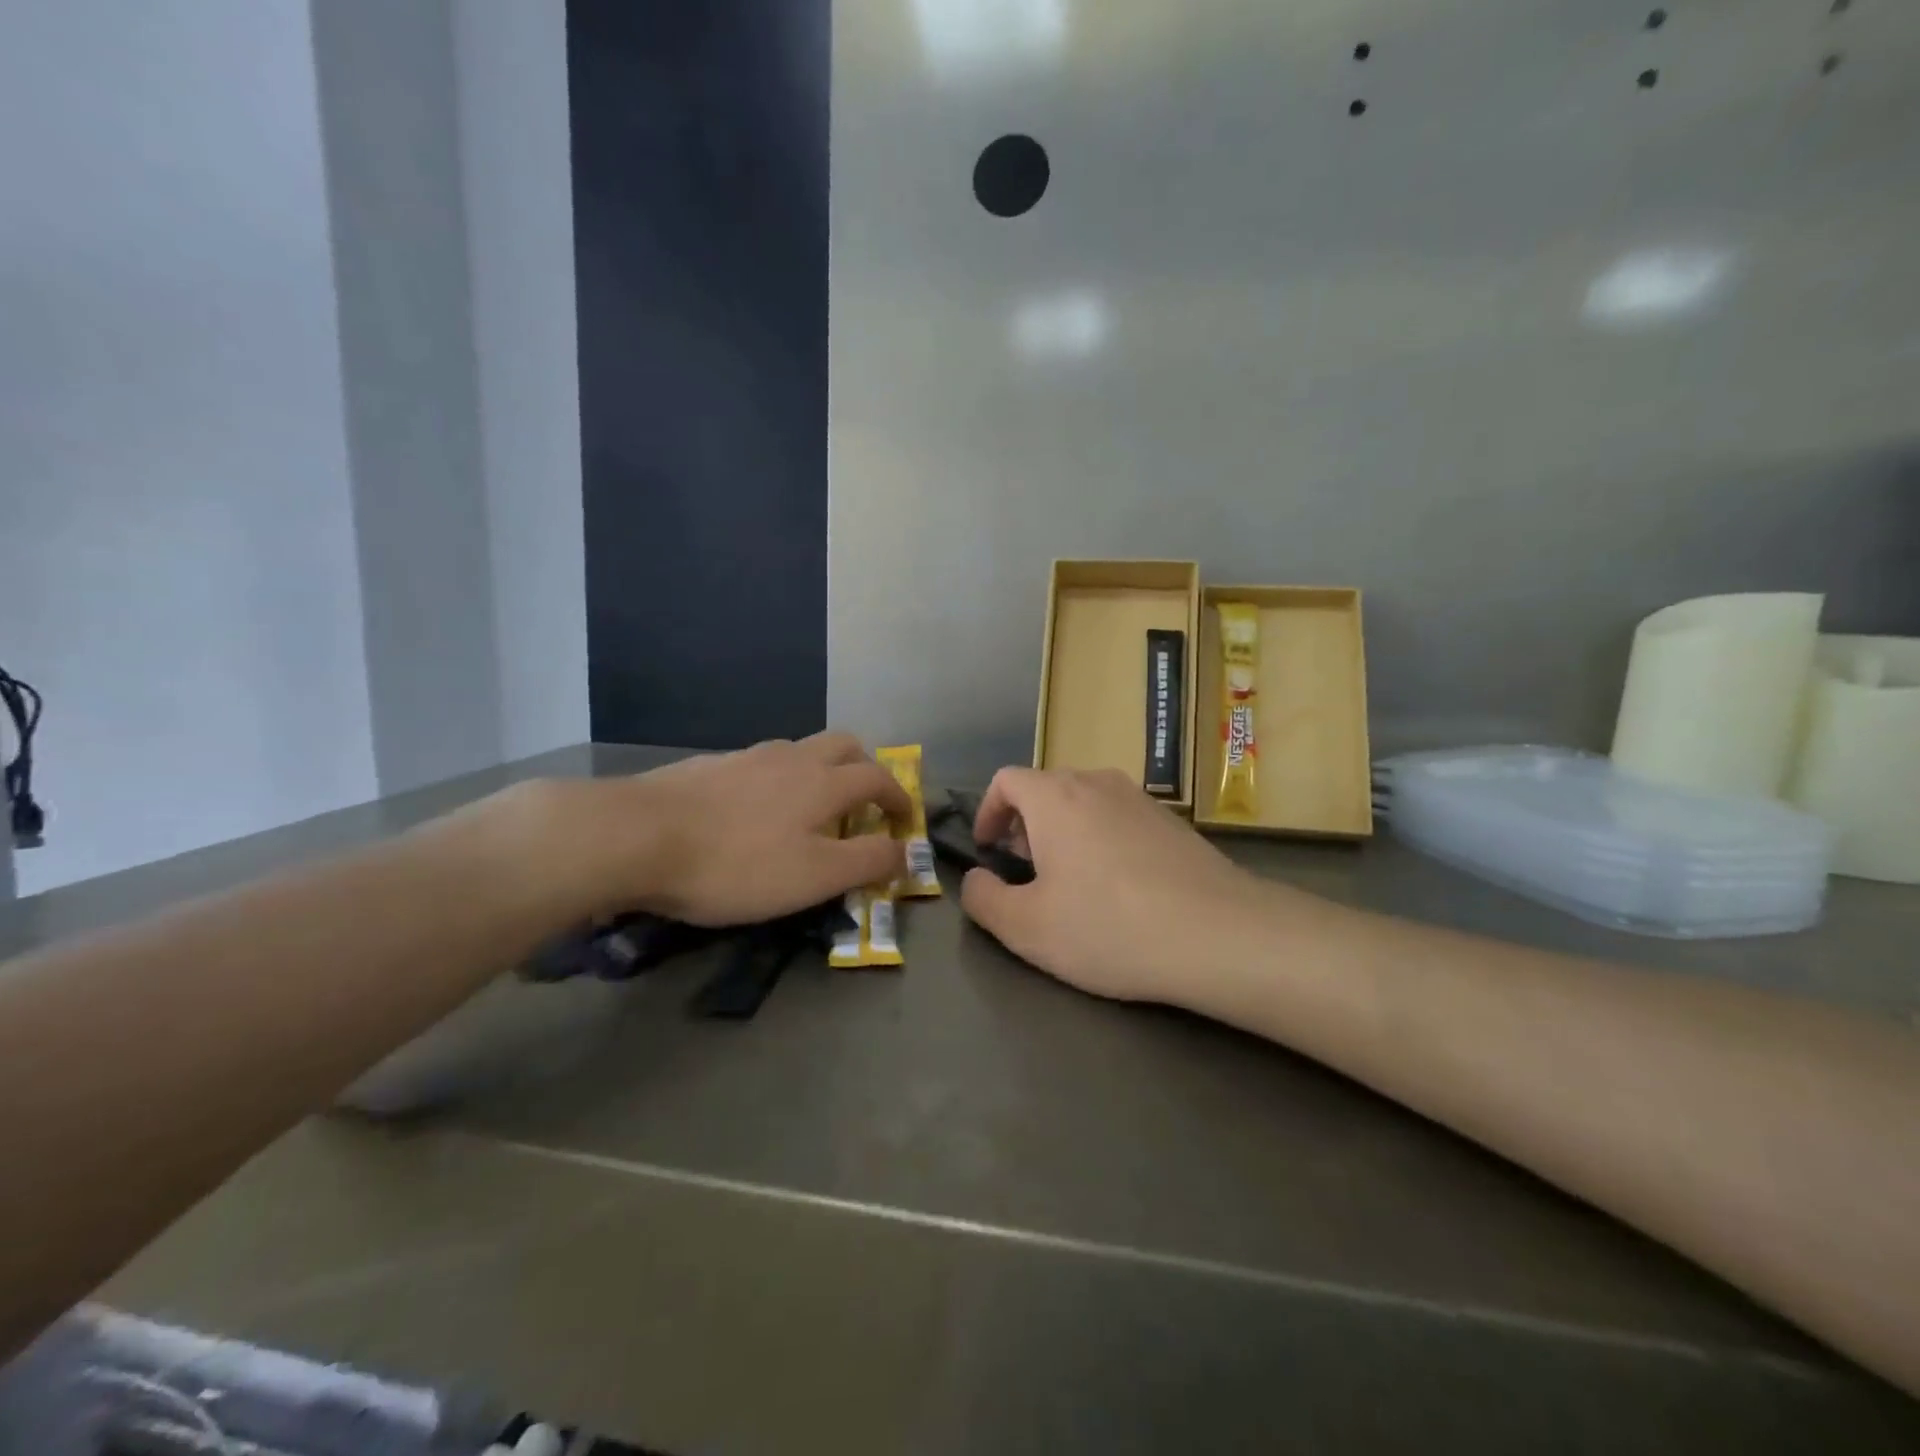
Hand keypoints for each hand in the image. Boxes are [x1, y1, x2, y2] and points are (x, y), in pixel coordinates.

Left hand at [515, 733, 910, 926]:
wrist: (635, 836)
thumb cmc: (736, 863)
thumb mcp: (814, 876)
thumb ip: (867, 861)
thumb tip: (905, 852)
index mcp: (824, 781)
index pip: (879, 777)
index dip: (899, 798)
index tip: (904, 821)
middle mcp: (792, 757)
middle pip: (844, 744)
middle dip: (864, 769)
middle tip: (862, 806)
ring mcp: (748, 756)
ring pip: (800, 751)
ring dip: (819, 773)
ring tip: (808, 813)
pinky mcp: (710, 766)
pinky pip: (761, 764)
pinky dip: (778, 781)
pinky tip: (754, 814)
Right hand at [958, 767, 1302, 1003]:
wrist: (1219, 934)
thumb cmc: (1109, 926)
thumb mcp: (1028, 928)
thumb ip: (984, 900)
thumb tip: (976, 880)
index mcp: (1055, 797)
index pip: (1006, 780)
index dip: (987, 810)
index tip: (987, 848)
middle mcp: (1097, 783)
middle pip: (1046, 788)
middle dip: (1024, 823)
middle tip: (1025, 869)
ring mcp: (1141, 798)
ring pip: (1085, 801)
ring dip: (1064, 830)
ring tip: (1070, 879)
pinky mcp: (1173, 821)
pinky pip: (1119, 817)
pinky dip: (1101, 838)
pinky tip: (1119, 886)